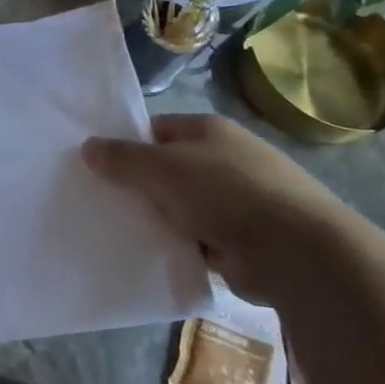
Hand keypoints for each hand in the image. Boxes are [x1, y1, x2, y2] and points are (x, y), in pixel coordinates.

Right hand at [82, 113, 355, 300]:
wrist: (297, 253)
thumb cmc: (225, 193)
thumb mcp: (161, 167)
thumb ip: (121, 157)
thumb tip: (87, 147)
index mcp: (209, 130)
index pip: (154, 130)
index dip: (125, 145)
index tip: (97, 166)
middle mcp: (226, 159)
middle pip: (166, 168)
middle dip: (138, 185)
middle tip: (100, 199)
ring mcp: (238, 200)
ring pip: (179, 205)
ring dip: (157, 218)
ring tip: (119, 229)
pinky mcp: (244, 238)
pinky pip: (196, 237)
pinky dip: (178, 244)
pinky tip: (152, 253)